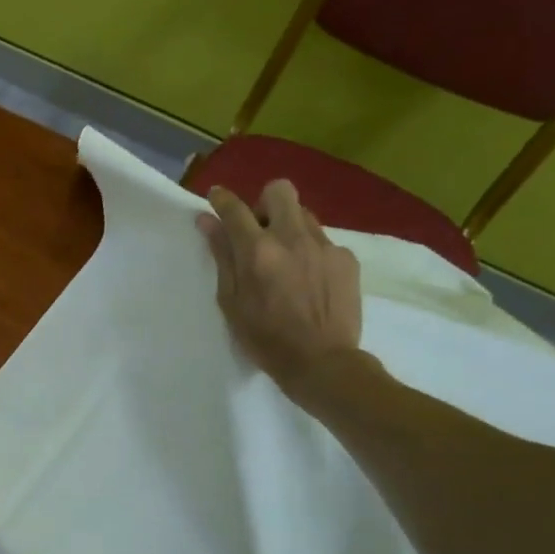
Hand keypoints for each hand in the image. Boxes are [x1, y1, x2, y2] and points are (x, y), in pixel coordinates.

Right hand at [197, 181, 364, 399]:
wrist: (322, 363)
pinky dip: (310, 252)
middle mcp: (292, 238)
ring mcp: (324, 246)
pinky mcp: (347, 258)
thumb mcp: (231, 302)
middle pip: (279, 191)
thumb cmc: (265, 339)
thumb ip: (222, 257)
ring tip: (285, 260)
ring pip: (303, 215)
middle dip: (263, 204)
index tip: (216, 199)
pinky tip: (309, 281)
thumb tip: (208, 221)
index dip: (221, 199)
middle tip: (259, 231)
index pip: (235, 209)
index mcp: (258, 251)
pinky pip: (323, 240)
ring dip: (288, 228)